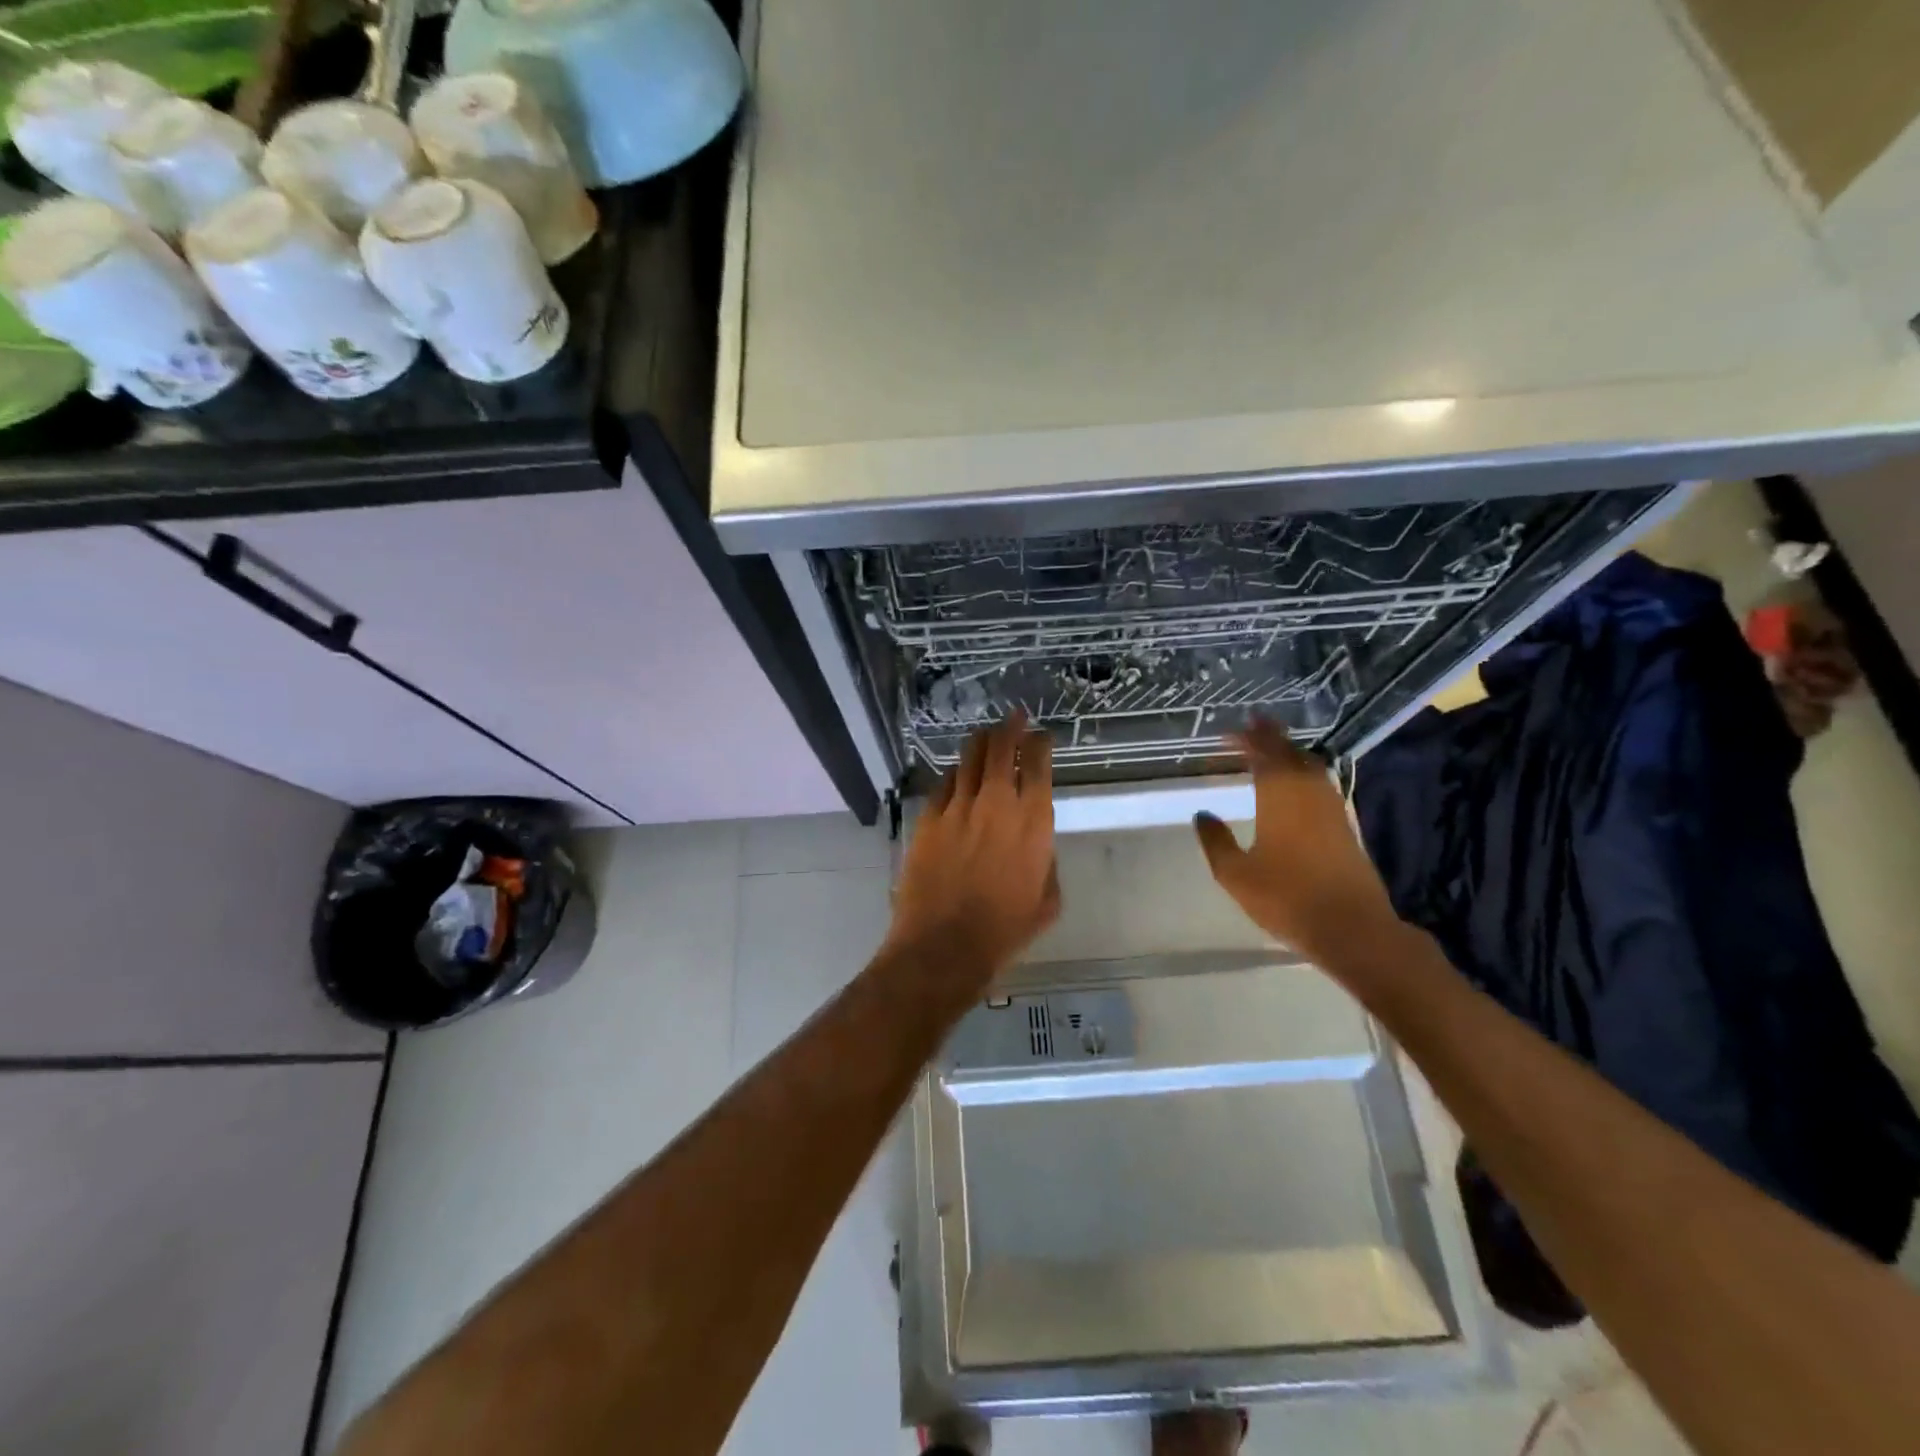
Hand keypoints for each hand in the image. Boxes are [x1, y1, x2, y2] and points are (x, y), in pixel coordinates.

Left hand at [887, 712, 1059, 988]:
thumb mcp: (1047, 900)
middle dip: (1010, 727)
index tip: (1042, 736)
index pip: (1038, 764)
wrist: (944, 944)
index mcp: (1033, 821)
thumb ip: (1046, 861)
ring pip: (970, 758)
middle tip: (1014, 718)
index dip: (1041, 743)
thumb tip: (1036, 843)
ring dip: (982, 743)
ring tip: (986, 736)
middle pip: (1002, 747)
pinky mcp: (929, 818)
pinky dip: (956, 774)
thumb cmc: (1004, 930)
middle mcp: (997, 803)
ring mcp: (958, 807)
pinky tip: (958, 774)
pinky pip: (944, 783)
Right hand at [1193, 718, 1401, 966]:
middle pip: (1290, 754)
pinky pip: (1320, 784)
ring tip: (1271, 747)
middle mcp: (1308, 793)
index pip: (1263, 755)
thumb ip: (1216, 841)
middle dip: (1271, 737)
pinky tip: (1296, 782)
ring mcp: (1332, 808)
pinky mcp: (1344, 826)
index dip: (1246, 740)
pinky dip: (1303, 772)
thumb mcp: (1236, 874)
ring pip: (1310, 767)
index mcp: (1280, 797)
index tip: (1228, 732)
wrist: (1352, 928)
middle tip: (1252, 724)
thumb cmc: (1287, 899)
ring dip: (1290, 752)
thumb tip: (1203, 814)